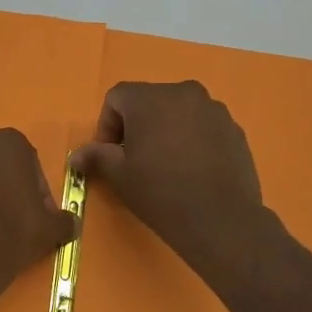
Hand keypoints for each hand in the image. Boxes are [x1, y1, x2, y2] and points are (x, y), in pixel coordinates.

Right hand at [70, 80, 284, 288]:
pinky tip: (190, 171)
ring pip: (178, 112)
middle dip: (136, 125)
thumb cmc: (160, 191)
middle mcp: (184, 93)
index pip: (117, 97)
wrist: (220, 218)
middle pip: (149, 101)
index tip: (110, 154)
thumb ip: (96, 156)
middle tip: (134, 160)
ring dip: (165, 131)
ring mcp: (214, 110)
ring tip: (164, 166)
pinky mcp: (234, 130)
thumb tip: (76, 155)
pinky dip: (191, 140)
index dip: (107, 124)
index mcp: (151, 98)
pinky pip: (202, 126)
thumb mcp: (119, 175)